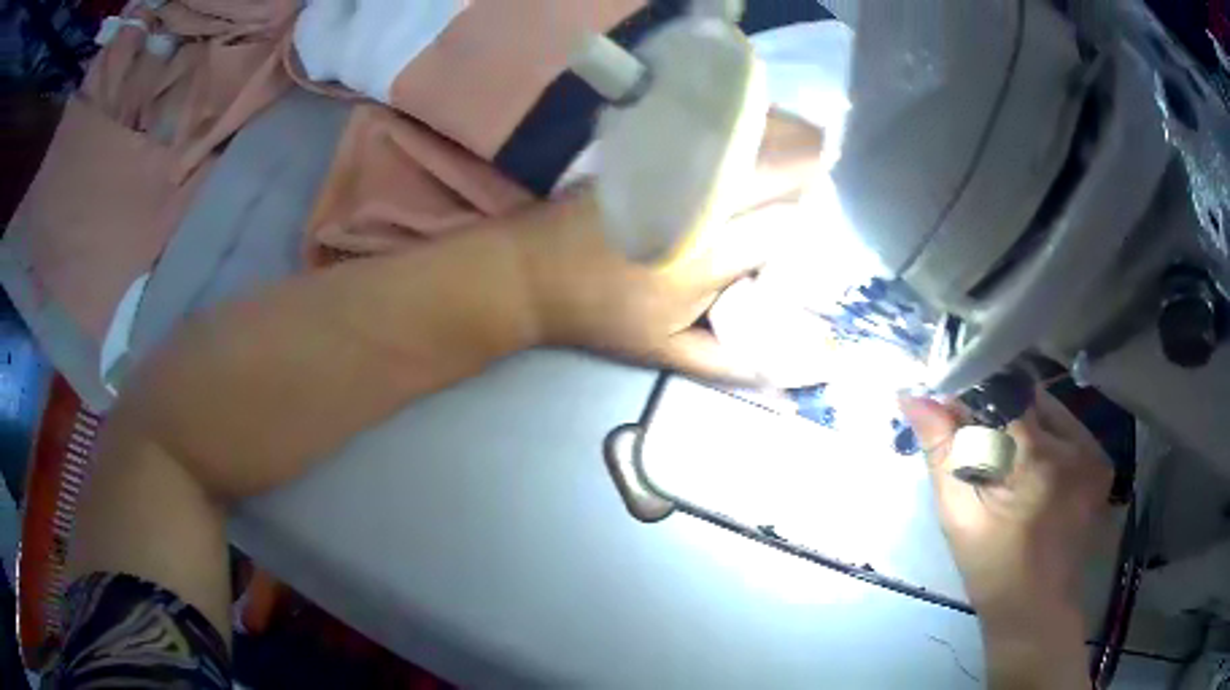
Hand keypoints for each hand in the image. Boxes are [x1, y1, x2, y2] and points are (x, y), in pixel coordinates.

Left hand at [511, 114, 819, 381]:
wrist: (531, 271)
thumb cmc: (602, 316)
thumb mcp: (669, 352)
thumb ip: (737, 364)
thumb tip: (803, 374)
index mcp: (706, 260)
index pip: (786, 227)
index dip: (812, 224)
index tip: (819, 229)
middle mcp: (697, 207)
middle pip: (777, 169)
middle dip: (812, 169)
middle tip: (826, 176)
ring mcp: (672, 170)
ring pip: (748, 138)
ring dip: (787, 136)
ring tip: (810, 143)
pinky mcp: (649, 149)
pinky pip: (711, 126)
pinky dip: (745, 122)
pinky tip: (758, 126)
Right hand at [898, 390, 1114, 623]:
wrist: (1035, 609)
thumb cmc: (991, 567)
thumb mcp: (959, 512)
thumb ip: (942, 449)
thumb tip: (914, 396)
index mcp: (1038, 457)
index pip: (1003, 395)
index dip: (976, 400)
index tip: (955, 415)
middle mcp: (1075, 443)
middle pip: (1029, 402)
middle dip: (1000, 415)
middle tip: (982, 449)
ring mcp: (1094, 452)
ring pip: (1050, 413)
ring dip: (1025, 426)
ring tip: (1008, 465)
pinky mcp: (1101, 463)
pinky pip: (1069, 431)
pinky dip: (1047, 439)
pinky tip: (1034, 471)